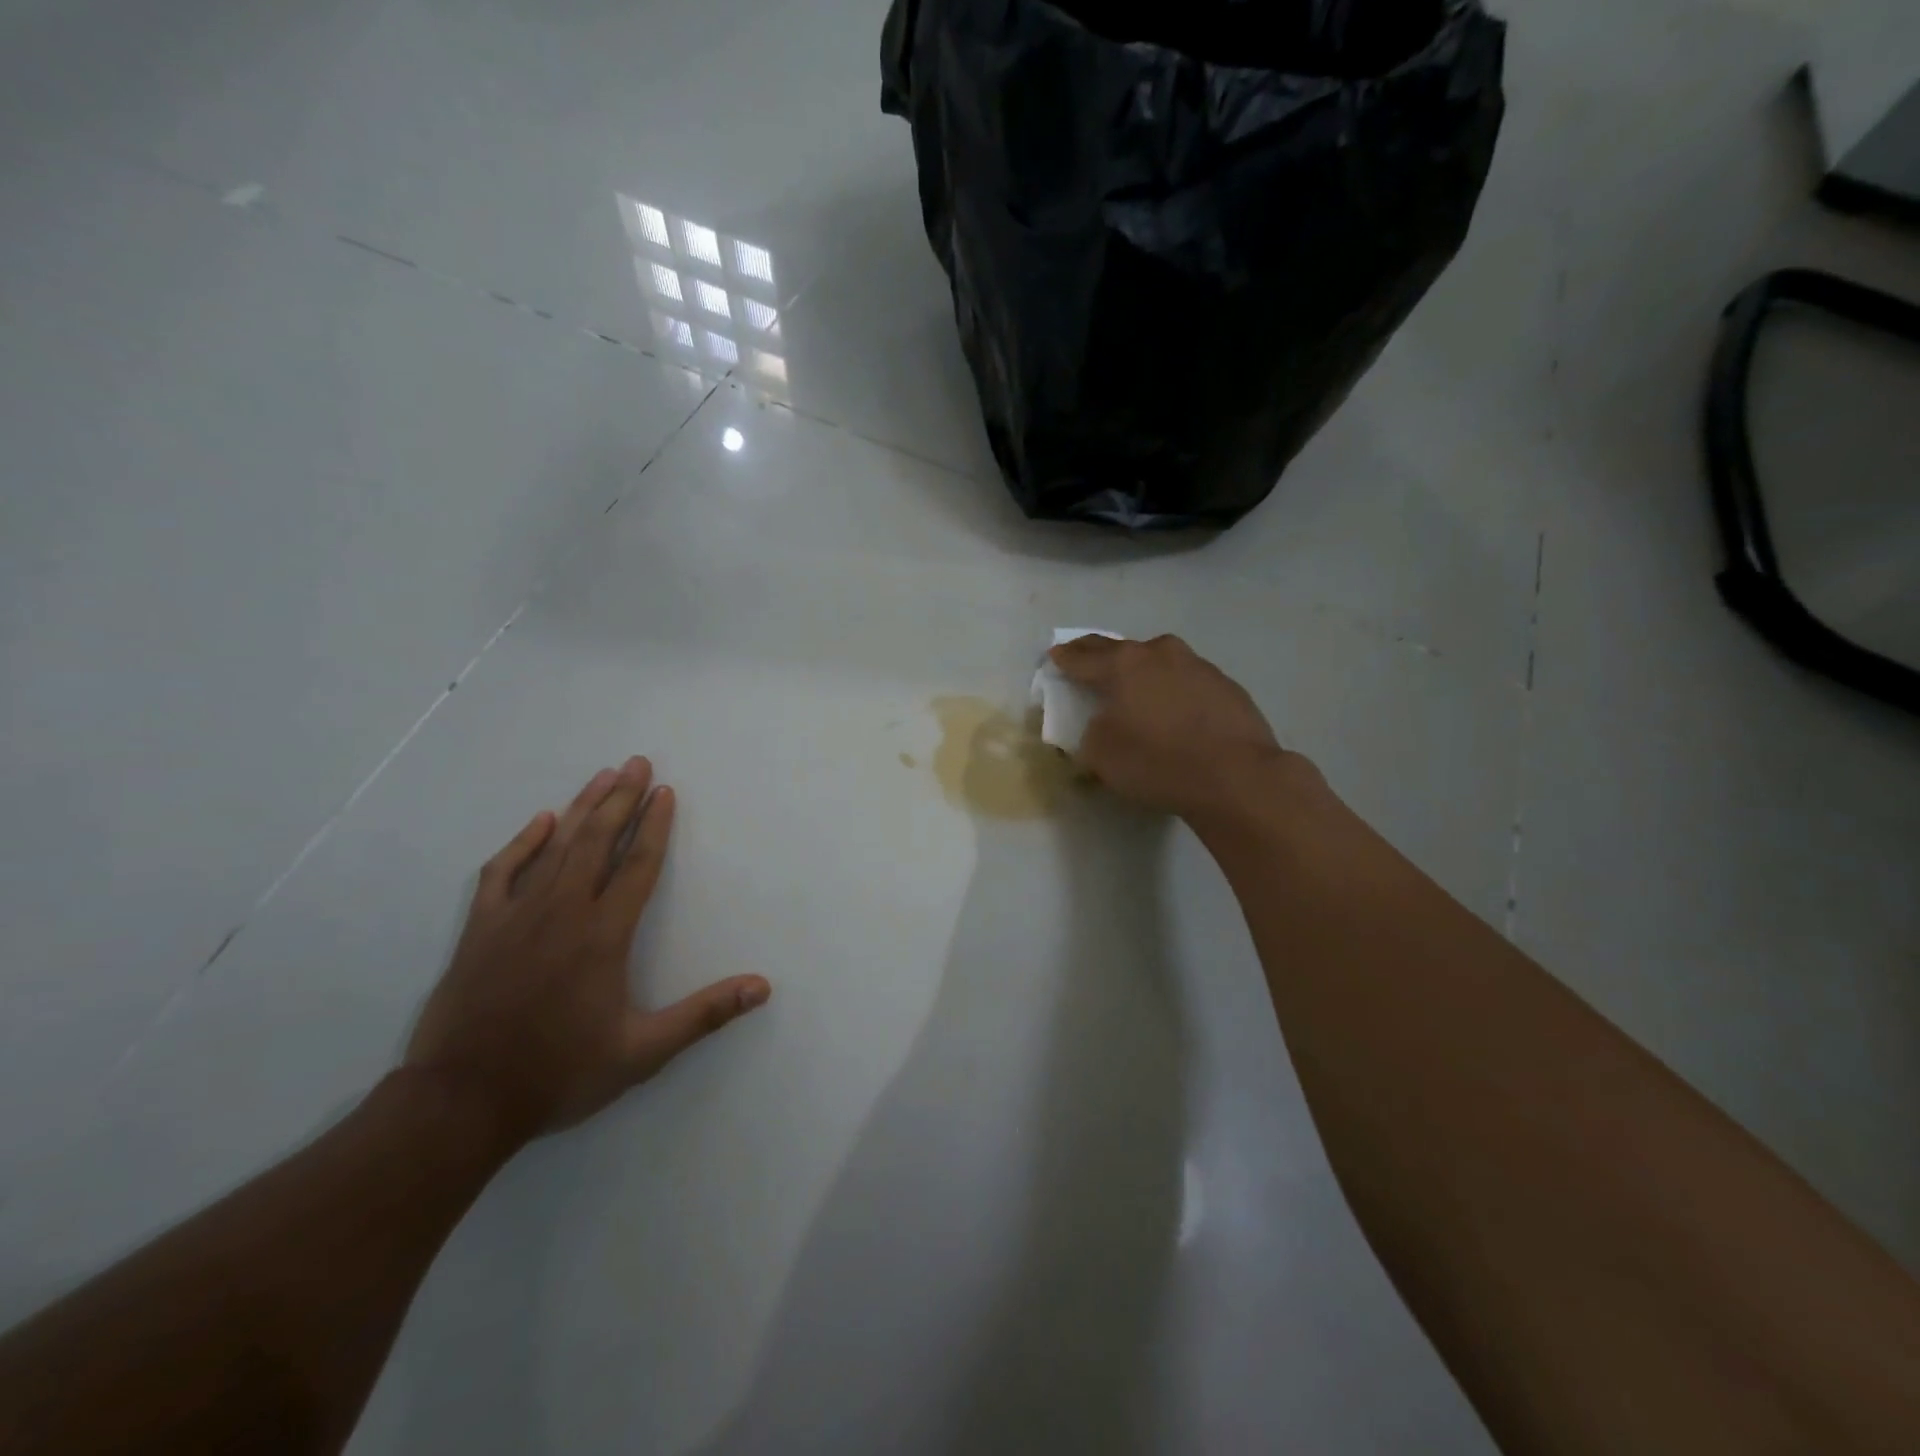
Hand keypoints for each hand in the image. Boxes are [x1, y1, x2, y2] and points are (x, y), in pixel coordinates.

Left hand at [405, 758, 769, 1147]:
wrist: (460, 1101)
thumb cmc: (559, 1073)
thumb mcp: (643, 1051)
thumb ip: (704, 1015)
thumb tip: (762, 987)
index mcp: (604, 935)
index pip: (638, 865)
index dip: (656, 826)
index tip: (666, 792)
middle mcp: (563, 911)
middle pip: (598, 841)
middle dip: (621, 798)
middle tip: (638, 763)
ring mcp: (517, 915)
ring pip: (555, 847)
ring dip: (582, 808)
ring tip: (603, 776)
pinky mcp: (480, 928)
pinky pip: (502, 871)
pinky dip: (522, 842)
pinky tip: (539, 822)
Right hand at [1049, 634, 1296, 821]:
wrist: (1236, 777)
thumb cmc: (1157, 762)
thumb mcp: (1102, 756)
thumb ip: (1089, 734)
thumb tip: (1098, 725)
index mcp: (1123, 665)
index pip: (1082, 657)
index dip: (1064, 658)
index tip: (1055, 656)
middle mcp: (1159, 654)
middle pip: (1120, 650)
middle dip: (1099, 656)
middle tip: (1086, 662)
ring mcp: (1197, 665)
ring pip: (1158, 661)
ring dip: (1142, 670)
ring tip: (1135, 687)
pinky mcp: (1225, 685)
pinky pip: (1186, 680)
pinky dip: (1173, 689)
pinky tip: (1174, 709)